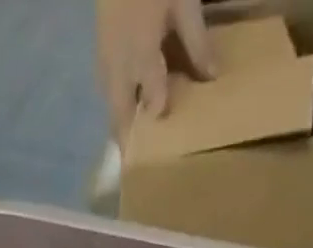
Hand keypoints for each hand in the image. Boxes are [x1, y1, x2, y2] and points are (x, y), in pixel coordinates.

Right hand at [96, 0, 215, 141]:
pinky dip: (119, 112)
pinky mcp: (100, 61)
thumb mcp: (182, 1)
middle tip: (144, 165)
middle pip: (121, 119)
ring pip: (112, 112)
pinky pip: (109, 98)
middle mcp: (118, 69)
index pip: (152, 102)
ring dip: (124, 130)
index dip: (160, 123)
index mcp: (141, 54)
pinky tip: (132, 115)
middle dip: (131, 143)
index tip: (172, 146)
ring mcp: (105, 67)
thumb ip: (196, 41)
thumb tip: (212, 78)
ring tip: (138, 148)